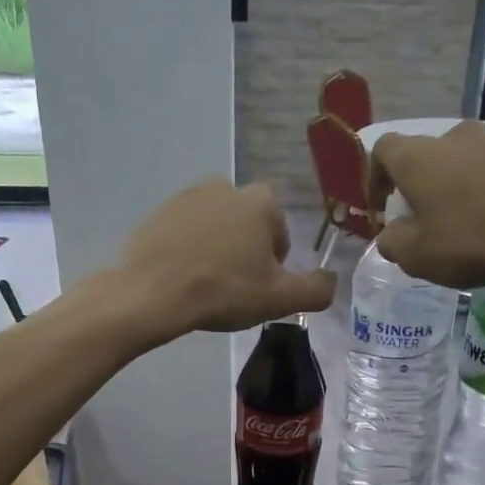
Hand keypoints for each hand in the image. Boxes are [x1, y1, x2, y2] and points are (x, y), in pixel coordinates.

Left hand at [114, 179, 335, 337]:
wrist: (153, 293)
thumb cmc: (224, 291)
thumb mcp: (280, 299)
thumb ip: (316, 289)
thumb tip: (331, 281)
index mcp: (259, 201)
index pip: (279, 229)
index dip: (274, 261)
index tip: (260, 285)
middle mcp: (224, 186)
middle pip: (246, 225)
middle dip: (245, 251)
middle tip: (234, 287)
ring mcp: (186, 196)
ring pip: (215, 227)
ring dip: (216, 249)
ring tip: (207, 284)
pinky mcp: (157, 212)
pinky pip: (184, 232)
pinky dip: (187, 250)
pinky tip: (182, 278)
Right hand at [368, 120, 484, 289]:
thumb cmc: (471, 239)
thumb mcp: (416, 256)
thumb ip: (392, 243)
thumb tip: (390, 235)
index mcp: (416, 157)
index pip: (382, 149)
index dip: (375, 178)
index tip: (381, 208)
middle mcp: (452, 138)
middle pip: (422, 156)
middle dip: (415, 186)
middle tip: (419, 221)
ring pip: (457, 163)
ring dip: (450, 189)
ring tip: (458, 225)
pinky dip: (481, 192)